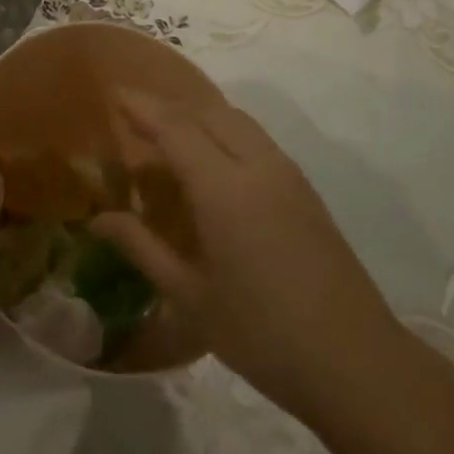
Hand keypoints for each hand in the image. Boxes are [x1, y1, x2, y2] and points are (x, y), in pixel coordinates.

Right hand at [92, 93, 405, 425]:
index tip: (115, 93)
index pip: (176, 128)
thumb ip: (142, 248)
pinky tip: (212, 159)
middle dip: (169, 106)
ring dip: (200, 115)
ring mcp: (288, 173)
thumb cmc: (261, 335)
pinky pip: (257, 139)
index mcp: (225, 189)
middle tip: (134, 114)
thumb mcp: (191, 298)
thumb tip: (99, 219)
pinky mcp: (305, 188)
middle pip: (208, 112)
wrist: (353, 359)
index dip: (143, 107)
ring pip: (237, 120)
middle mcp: (258, 166)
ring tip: (168, 132)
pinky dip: (225, 131)